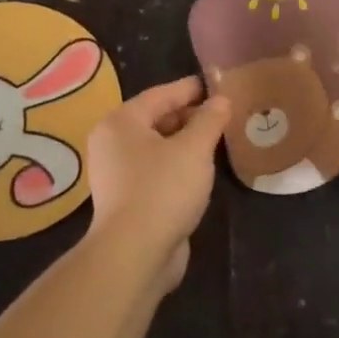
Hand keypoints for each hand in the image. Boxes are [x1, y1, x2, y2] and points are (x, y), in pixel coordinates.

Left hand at [86, 77, 230, 291]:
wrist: (135, 253)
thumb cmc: (163, 189)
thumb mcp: (194, 149)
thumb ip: (210, 120)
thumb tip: (222, 99)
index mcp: (121, 122)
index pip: (161, 94)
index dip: (192, 88)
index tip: (220, 84)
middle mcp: (113, 143)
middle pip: (156, 119)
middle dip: (191, 116)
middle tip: (225, 114)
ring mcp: (118, 173)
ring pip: (158, 146)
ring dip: (186, 142)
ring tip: (219, 140)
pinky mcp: (128, 198)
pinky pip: (157, 170)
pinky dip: (178, 164)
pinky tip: (202, 170)